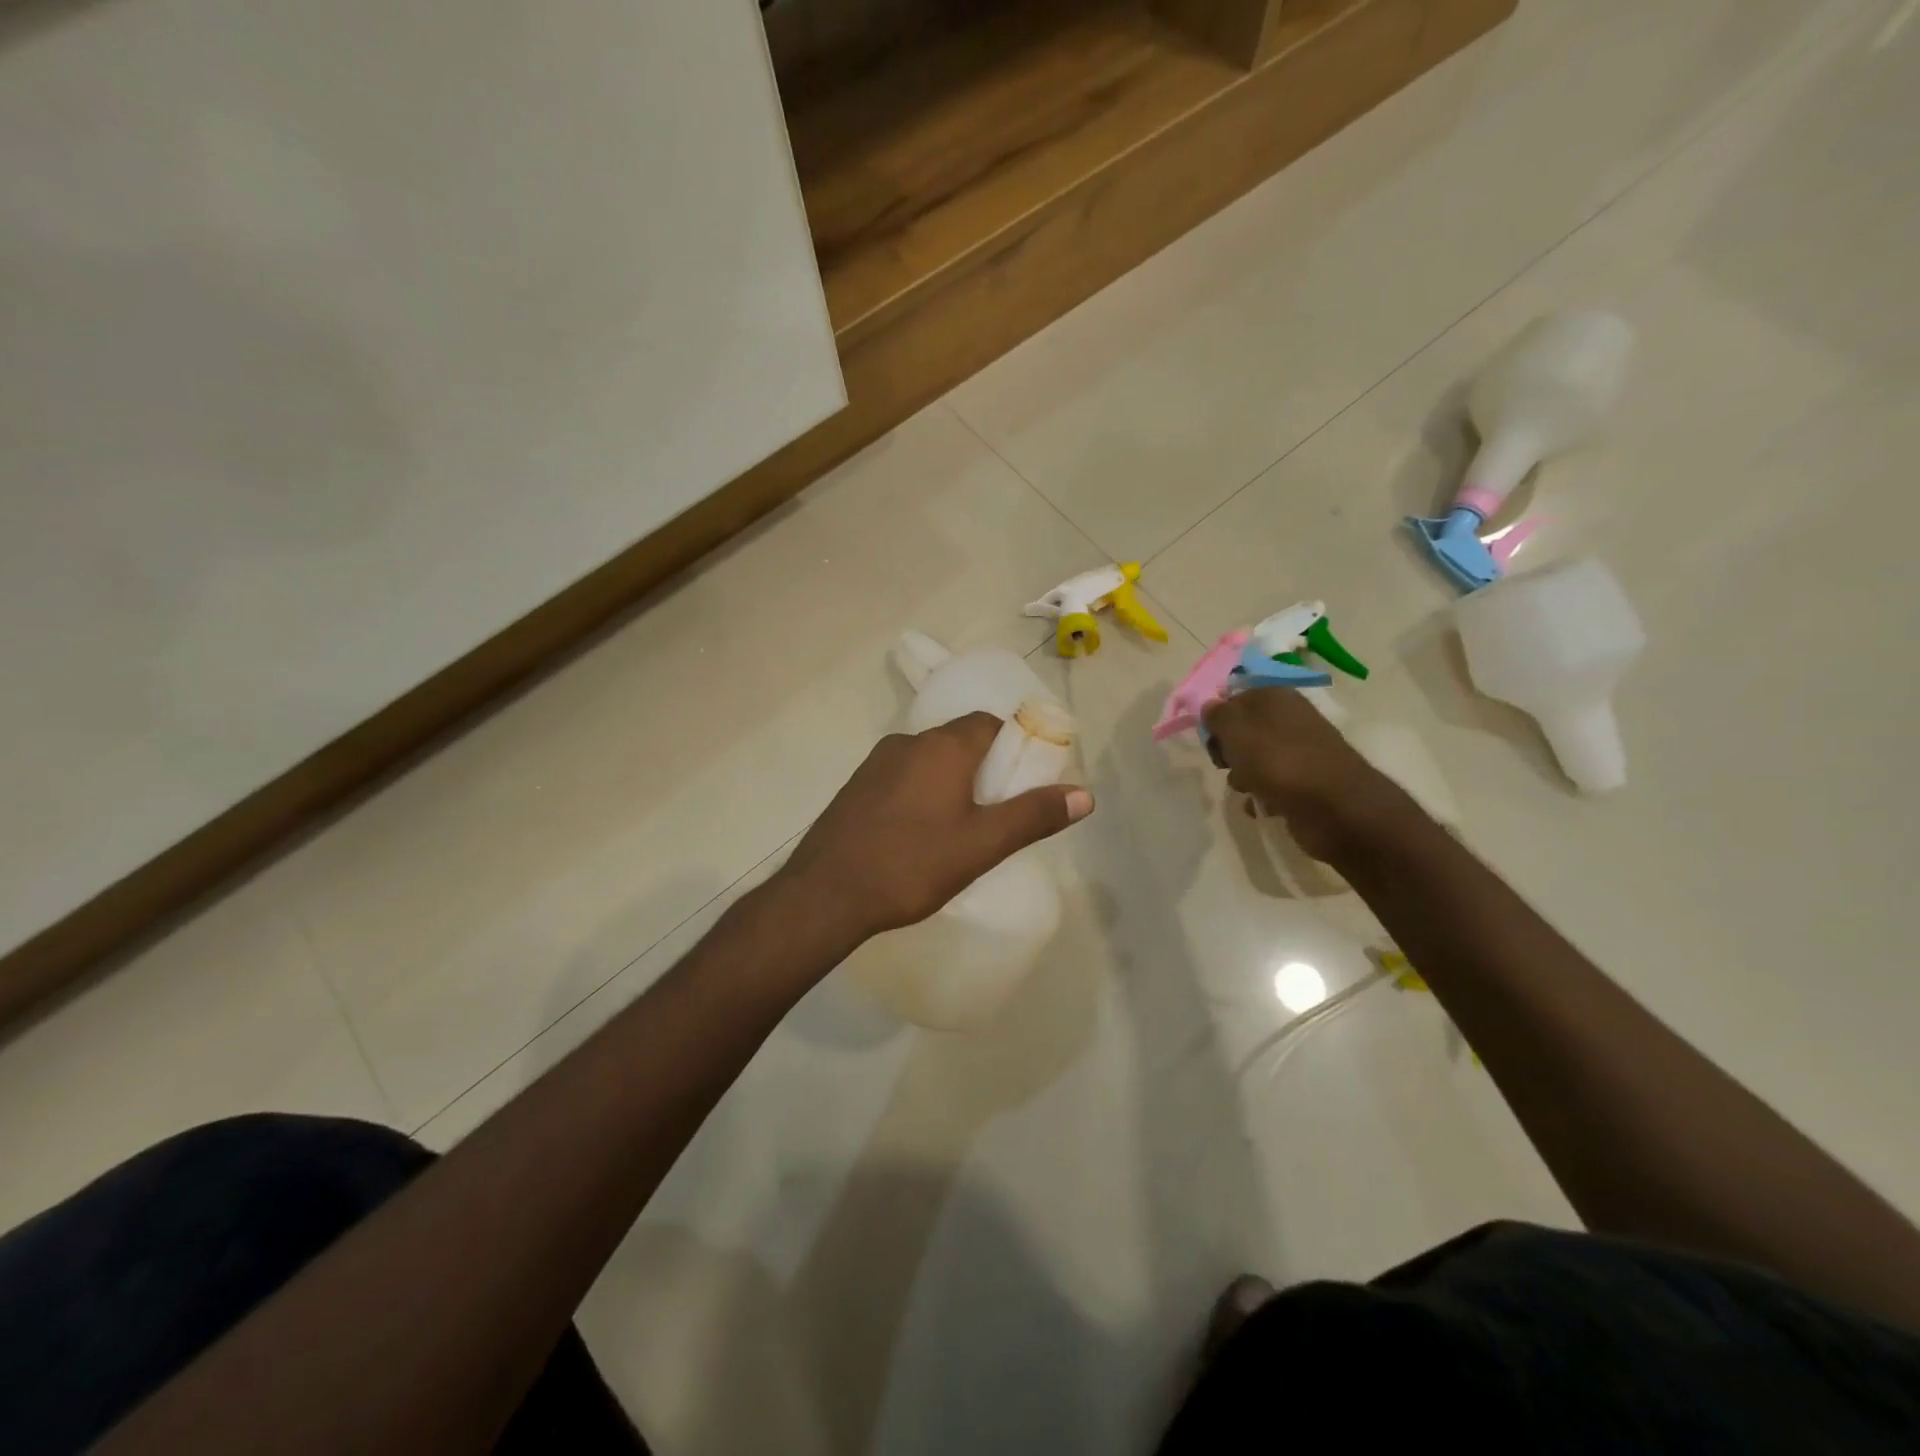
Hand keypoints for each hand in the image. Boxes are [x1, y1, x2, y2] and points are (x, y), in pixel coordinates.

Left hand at [777, 712, 1094, 942]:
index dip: (1012, 743)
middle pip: (958, 740)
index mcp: (942, 747)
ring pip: (927, 760)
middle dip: (983, 766)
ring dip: (949, 781)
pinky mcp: (855, 788)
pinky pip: (901, 778)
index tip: (1024, 776)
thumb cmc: (911, 864)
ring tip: (962, 825)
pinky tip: (918, 833)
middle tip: (998, 808)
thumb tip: (1085, 794)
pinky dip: (920, 792)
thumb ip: (1032, 816)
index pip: (988, 723)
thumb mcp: (982, 845)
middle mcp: (907, 743)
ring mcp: (875, 764)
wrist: (825, 894)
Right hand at [1201, 688, 1407, 862]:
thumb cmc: (1279, 762)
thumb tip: (1211, 706)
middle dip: (1229, 751)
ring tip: (1249, 789)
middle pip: (1243, 732)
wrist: (1335, 808)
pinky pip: (1272, 785)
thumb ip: (1218, 715)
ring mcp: (1300, 752)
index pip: (1234, 699)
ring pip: (1255, 760)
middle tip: (1226, 765)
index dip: (1218, 721)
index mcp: (1276, 697)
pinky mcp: (1306, 782)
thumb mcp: (1236, 731)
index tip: (1212, 742)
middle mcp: (1290, 719)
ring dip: (1243, 777)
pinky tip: (1263, 806)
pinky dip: (1263, 796)